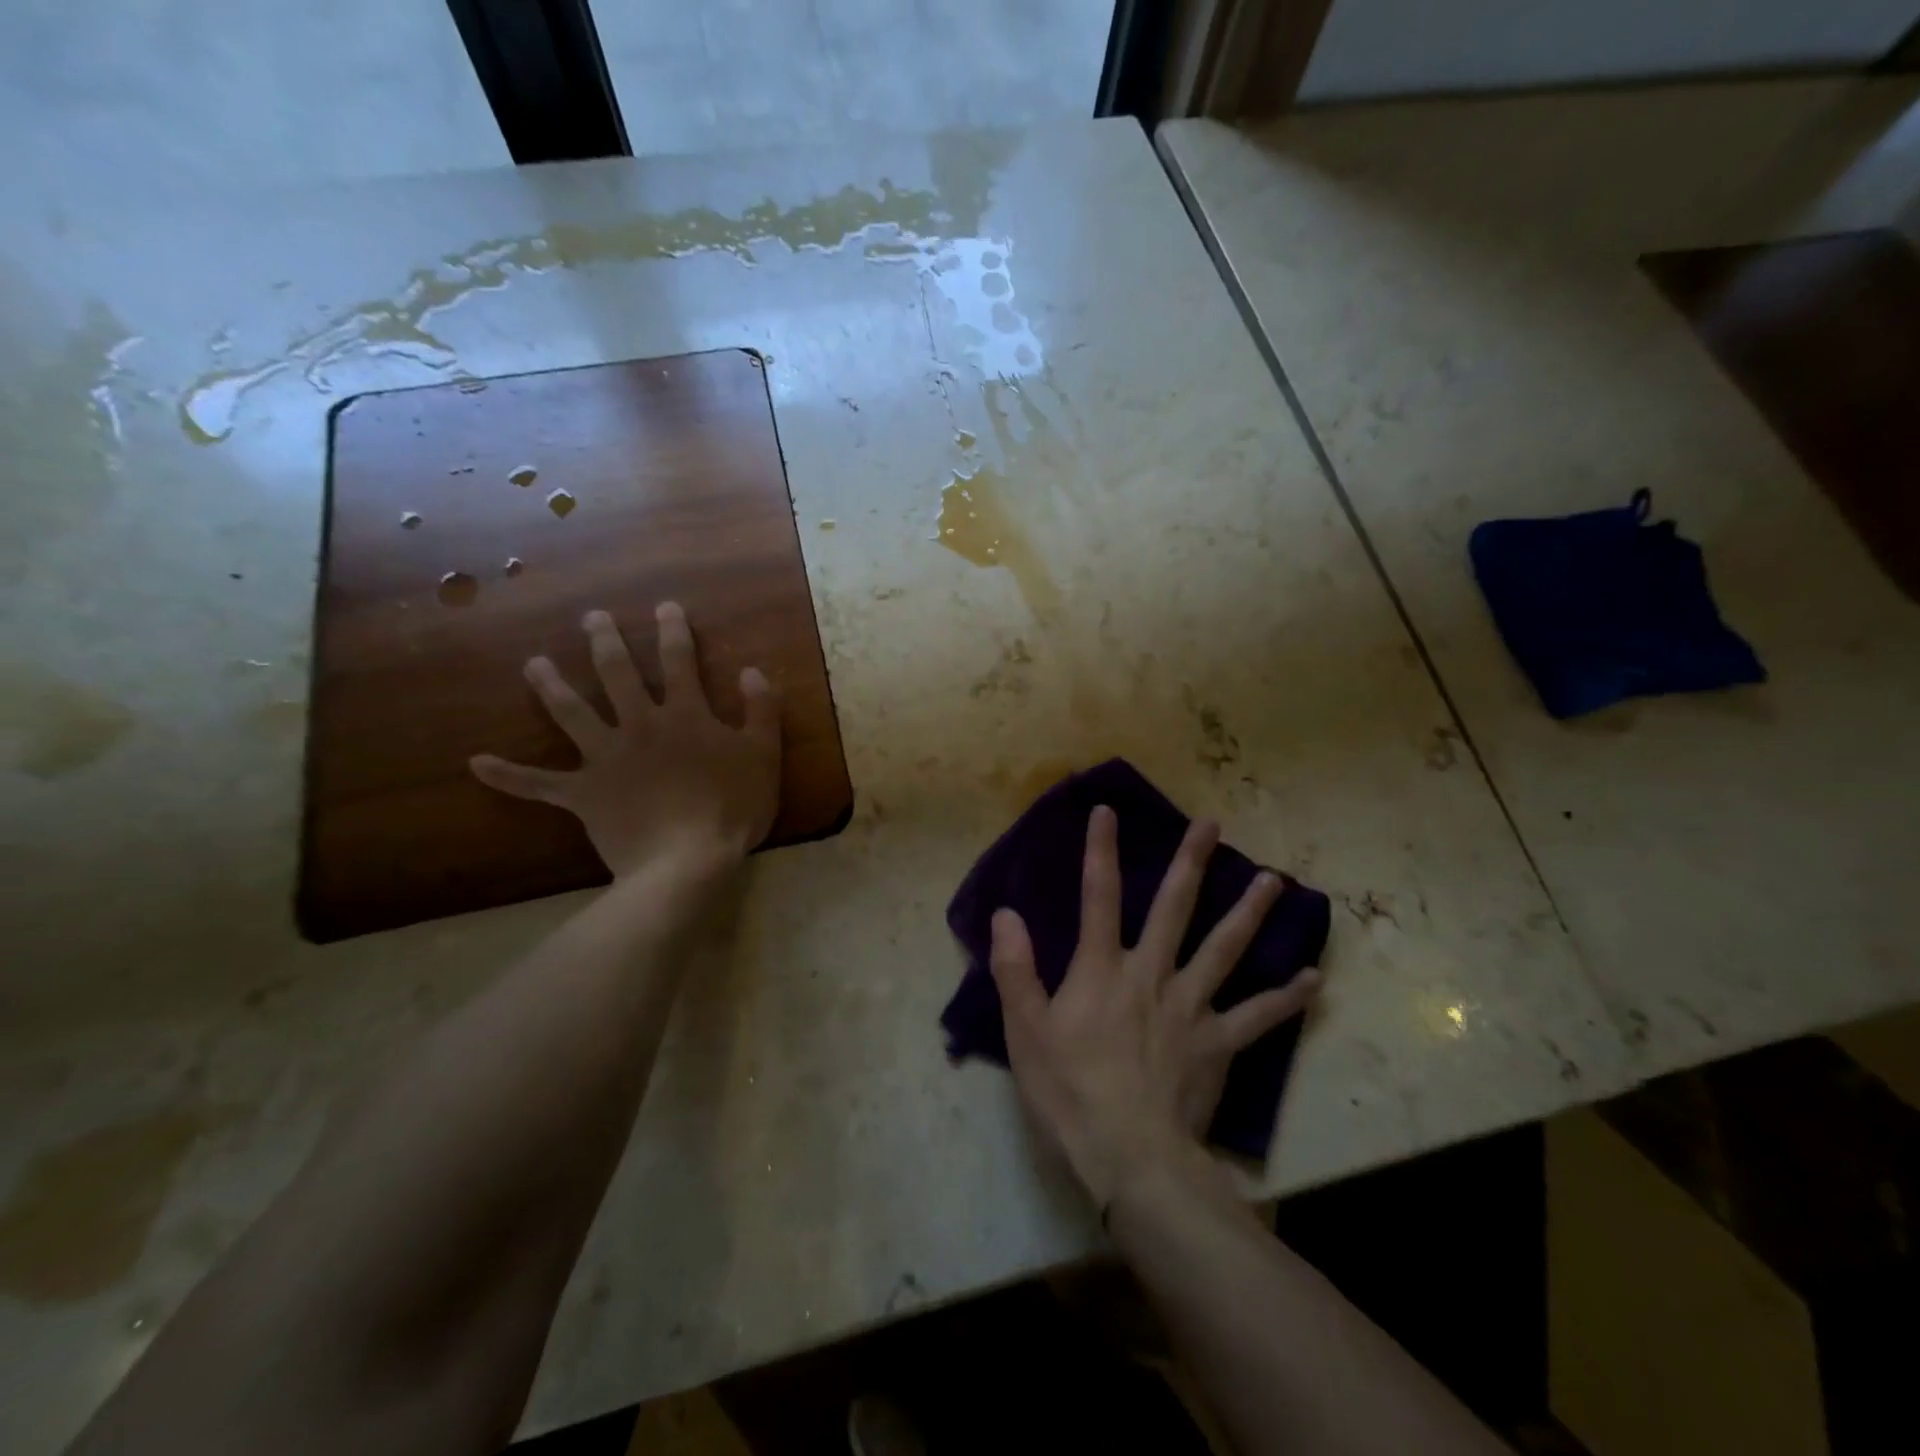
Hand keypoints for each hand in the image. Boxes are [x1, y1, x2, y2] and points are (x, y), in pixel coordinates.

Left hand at [470, 603, 781, 879]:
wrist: (686, 860)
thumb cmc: (732, 808)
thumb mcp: (764, 756)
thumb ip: (760, 710)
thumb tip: (752, 671)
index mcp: (685, 716)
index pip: (679, 663)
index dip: (674, 632)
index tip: (664, 606)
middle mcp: (640, 726)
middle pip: (618, 676)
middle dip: (605, 642)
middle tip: (591, 617)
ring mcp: (606, 759)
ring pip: (572, 714)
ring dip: (551, 687)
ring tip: (532, 664)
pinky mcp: (583, 794)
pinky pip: (538, 784)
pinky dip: (508, 776)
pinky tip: (476, 763)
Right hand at [990, 806, 1319, 1208]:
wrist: (1129, 1155)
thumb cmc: (1069, 1090)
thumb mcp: (1025, 1030)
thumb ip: (1016, 969)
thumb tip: (1006, 914)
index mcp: (1102, 969)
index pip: (1097, 896)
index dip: (1100, 851)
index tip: (1107, 811)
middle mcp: (1152, 974)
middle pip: (1174, 908)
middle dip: (1191, 862)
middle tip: (1212, 824)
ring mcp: (1191, 1007)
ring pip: (1225, 949)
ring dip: (1249, 913)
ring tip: (1274, 881)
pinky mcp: (1218, 1044)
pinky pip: (1259, 1016)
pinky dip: (1286, 998)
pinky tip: (1312, 979)